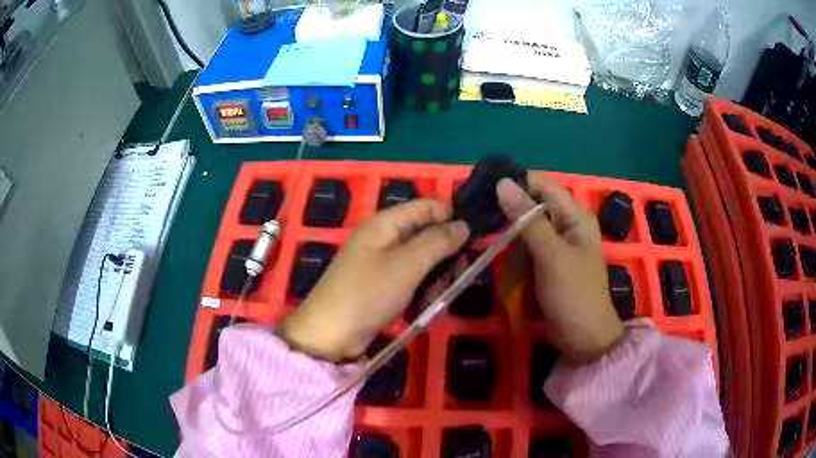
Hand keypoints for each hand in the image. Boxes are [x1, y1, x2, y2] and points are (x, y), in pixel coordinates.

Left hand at [278, 200, 469, 360]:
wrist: (331, 334)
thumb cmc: (368, 293)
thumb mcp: (407, 265)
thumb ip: (438, 242)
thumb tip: (464, 225)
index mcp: (385, 223)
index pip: (427, 207)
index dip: (450, 218)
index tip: (472, 240)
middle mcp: (384, 238)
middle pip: (426, 235)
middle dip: (444, 255)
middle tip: (456, 277)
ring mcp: (382, 264)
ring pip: (422, 262)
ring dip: (434, 279)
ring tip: (433, 298)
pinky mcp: (383, 286)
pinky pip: (411, 281)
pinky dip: (420, 292)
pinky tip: (422, 307)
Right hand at [497, 176, 622, 364]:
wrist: (583, 339)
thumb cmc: (574, 294)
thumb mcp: (552, 255)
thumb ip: (528, 220)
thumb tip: (503, 183)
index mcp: (575, 216)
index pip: (541, 185)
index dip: (515, 184)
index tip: (483, 191)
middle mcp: (566, 224)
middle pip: (531, 206)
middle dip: (508, 214)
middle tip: (480, 222)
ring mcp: (556, 245)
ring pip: (525, 229)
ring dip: (508, 238)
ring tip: (488, 246)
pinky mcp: (547, 263)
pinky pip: (525, 249)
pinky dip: (513, 254)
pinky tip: (500, 261)